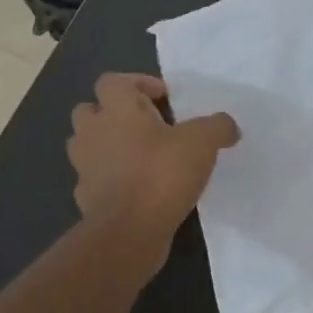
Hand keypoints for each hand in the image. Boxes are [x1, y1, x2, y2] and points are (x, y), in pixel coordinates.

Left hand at [68, 73, 239, 256]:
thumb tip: (228, 127)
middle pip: (89, 110)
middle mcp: (93, 132)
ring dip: (106, 145)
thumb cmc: (162, 174)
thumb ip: (217, 127)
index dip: (137, 83)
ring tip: (138, 157)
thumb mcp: (202, 143)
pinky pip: (93, 179)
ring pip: (86, 145)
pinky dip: (109, 180)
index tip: (162, 98)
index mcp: (116, 110)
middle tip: (144, 126)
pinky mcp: (85, 197)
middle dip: (112, 113)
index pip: (113, 81)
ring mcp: (84, 166)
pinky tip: (134, 190)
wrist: (129, 231)